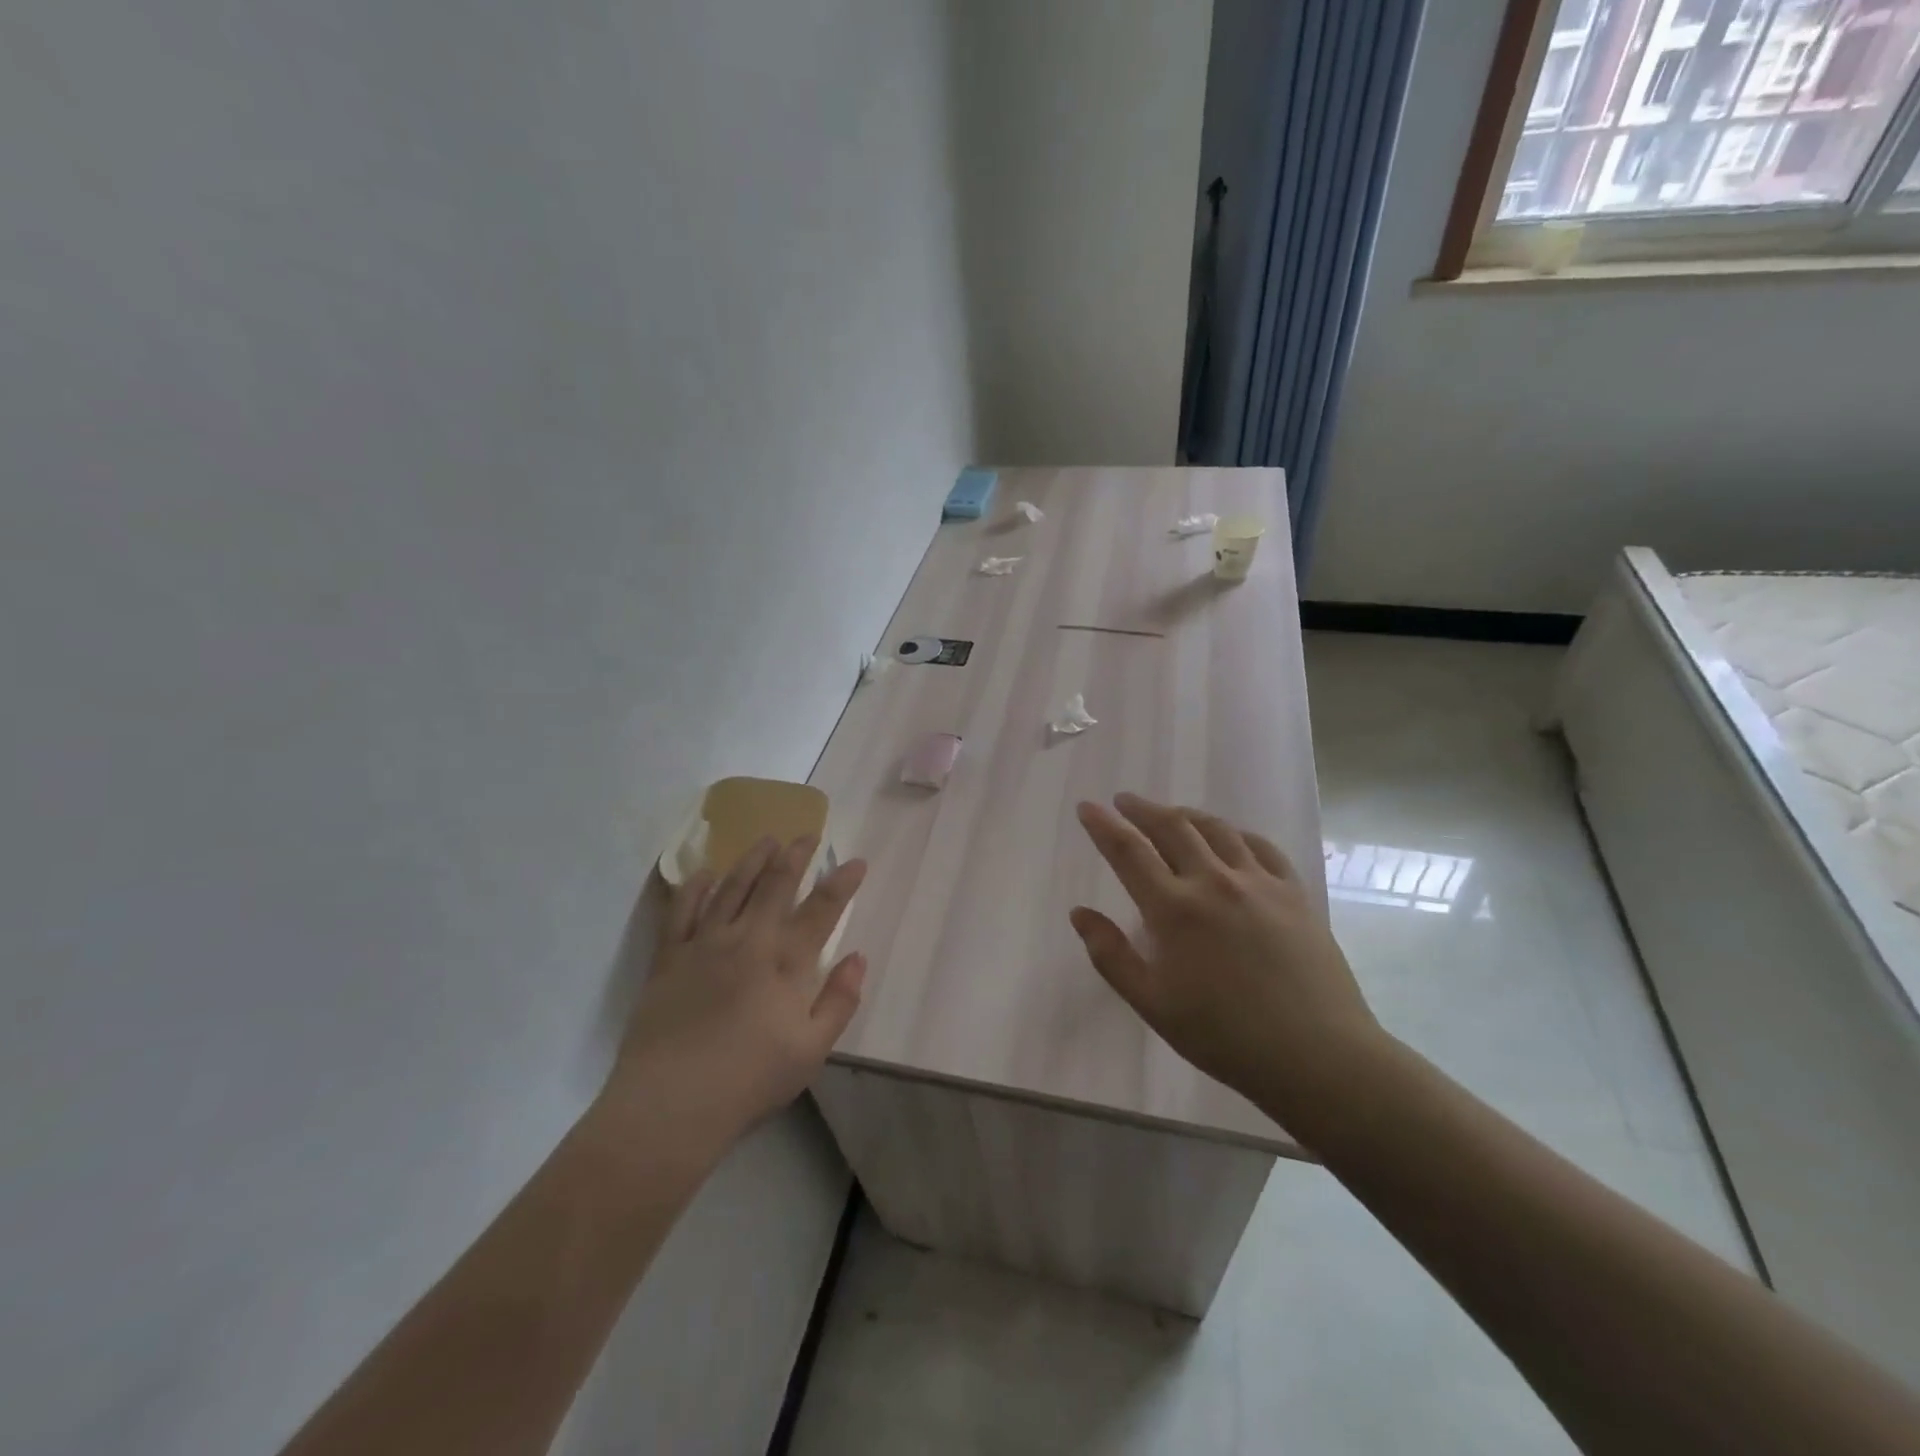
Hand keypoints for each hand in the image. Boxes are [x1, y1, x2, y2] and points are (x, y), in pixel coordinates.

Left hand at [601, 837, 867, 1144]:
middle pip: (776, 884)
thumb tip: (857, 957)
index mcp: (785, 962)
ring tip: (766, 840)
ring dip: (752, 859)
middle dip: (796, 855)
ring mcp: (704, 944)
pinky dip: (695, 887)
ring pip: (732, 887)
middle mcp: (747, 939)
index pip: (822, 909)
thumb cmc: (749, 1081)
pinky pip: (682, 910)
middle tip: (807, 835)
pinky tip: (704, 873)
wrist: (670, 1105)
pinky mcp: (669, 957)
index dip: (842, 881)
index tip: (856, 861)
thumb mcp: (811, 1051)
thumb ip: (839, 1001)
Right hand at [1071, 793, 1382, 1123]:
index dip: (1103, 825)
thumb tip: (1079, 913)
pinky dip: (1235, 832)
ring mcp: (1258, 883)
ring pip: (1215, 829)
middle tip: (1124, 801)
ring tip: (1170, 813)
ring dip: (1185, 814)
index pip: (1128, 851)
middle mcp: (1214, 882)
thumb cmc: (1224, 1036)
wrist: (1317, 1056)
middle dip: (1141, 809)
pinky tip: (1229, 837)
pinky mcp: (1293, 892)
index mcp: (1174, 909)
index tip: (1087, 807)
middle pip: (1171, 827)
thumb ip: (1111, 955)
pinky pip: (1259, 846)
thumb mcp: (1153, 1004)